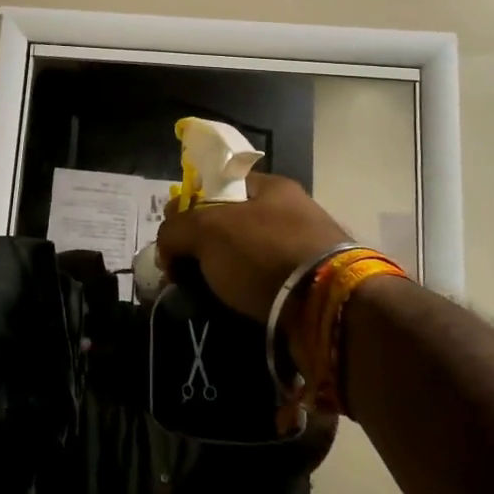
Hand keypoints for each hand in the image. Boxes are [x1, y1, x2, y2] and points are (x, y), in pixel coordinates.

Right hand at [156, 172, 349, 321]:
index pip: (220, 184)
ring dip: (223, 273)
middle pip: (232, 223)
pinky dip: (246, 294)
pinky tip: (230, 308)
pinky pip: (266, 285)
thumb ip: (176, 230)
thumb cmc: (264, 253)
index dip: (190, 205)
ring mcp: (304, 249)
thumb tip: (166, 246)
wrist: (328, 307)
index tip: (172, 234)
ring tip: (201, 295)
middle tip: (180, 269)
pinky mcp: (312, 286)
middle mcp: (291, 212)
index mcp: (271, 187)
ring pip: (247, 257)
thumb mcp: (207, 231)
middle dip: (203, 245)